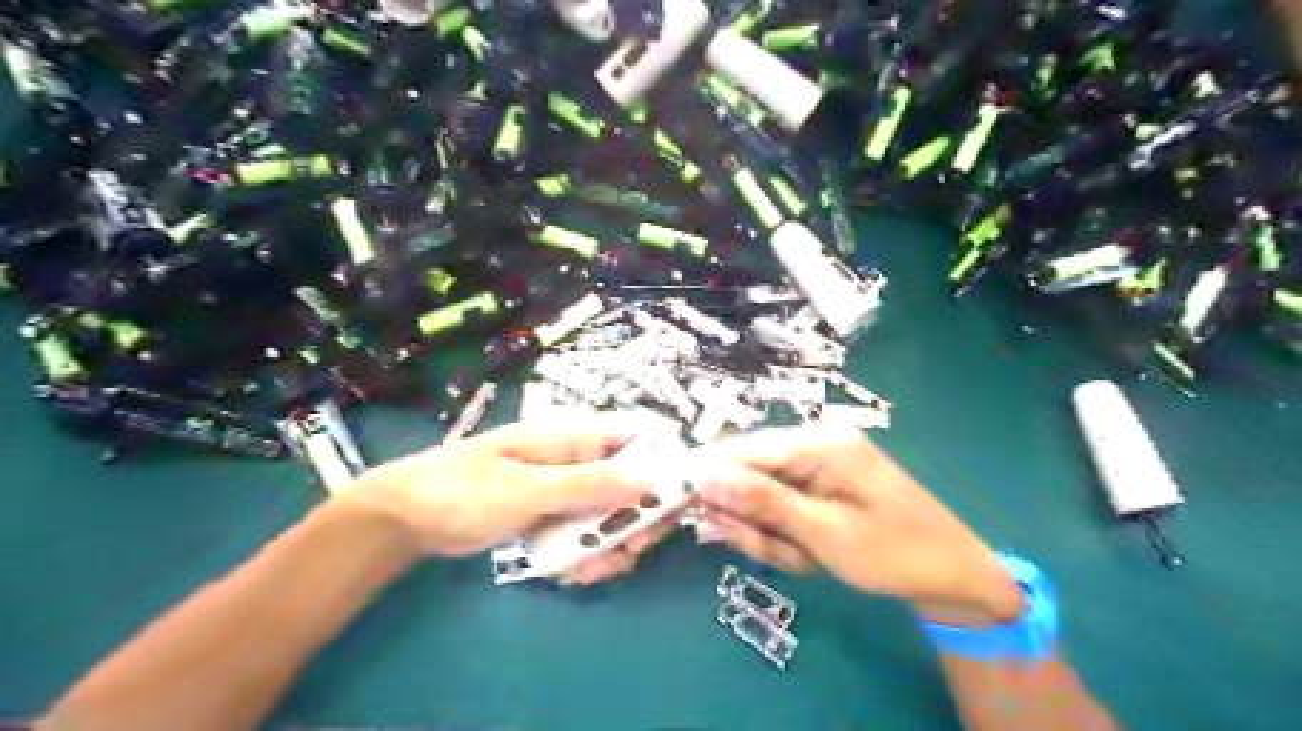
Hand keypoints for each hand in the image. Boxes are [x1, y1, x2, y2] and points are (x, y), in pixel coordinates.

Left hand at [337, 413, 671, 562]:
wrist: (410, 517)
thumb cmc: (465, 489)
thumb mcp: (530, 488)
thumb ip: (591, 483)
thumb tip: (653, 475)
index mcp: (577, 437)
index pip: (640, 439)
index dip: (664, 466)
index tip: (671, 506)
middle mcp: (581, 459)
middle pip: (635, 483)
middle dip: (637, 520)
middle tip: (627, 551)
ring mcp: (569, 489)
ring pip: (614, 515)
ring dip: (611, 545)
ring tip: (587, 570)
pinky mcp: (556, 515)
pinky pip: (589, 533)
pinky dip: (589, 554)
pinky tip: (572, 572)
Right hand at [695, 427, 1020, 622]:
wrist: (955, 577)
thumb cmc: (893, 552)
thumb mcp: (822, 531)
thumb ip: (761, 500)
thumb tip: (703, 473)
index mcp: (820, 443)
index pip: (746, 449)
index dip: (709, 474)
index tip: (677, 500)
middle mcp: (817, 445)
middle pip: (753, 473)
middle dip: (750, 517)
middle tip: (768, 550)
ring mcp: (821, 467)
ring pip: (766, 497)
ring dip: (772, 534)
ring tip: (802, 559)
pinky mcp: (823, 488)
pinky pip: (786, 508)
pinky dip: (788, 537)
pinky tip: (810, 557)